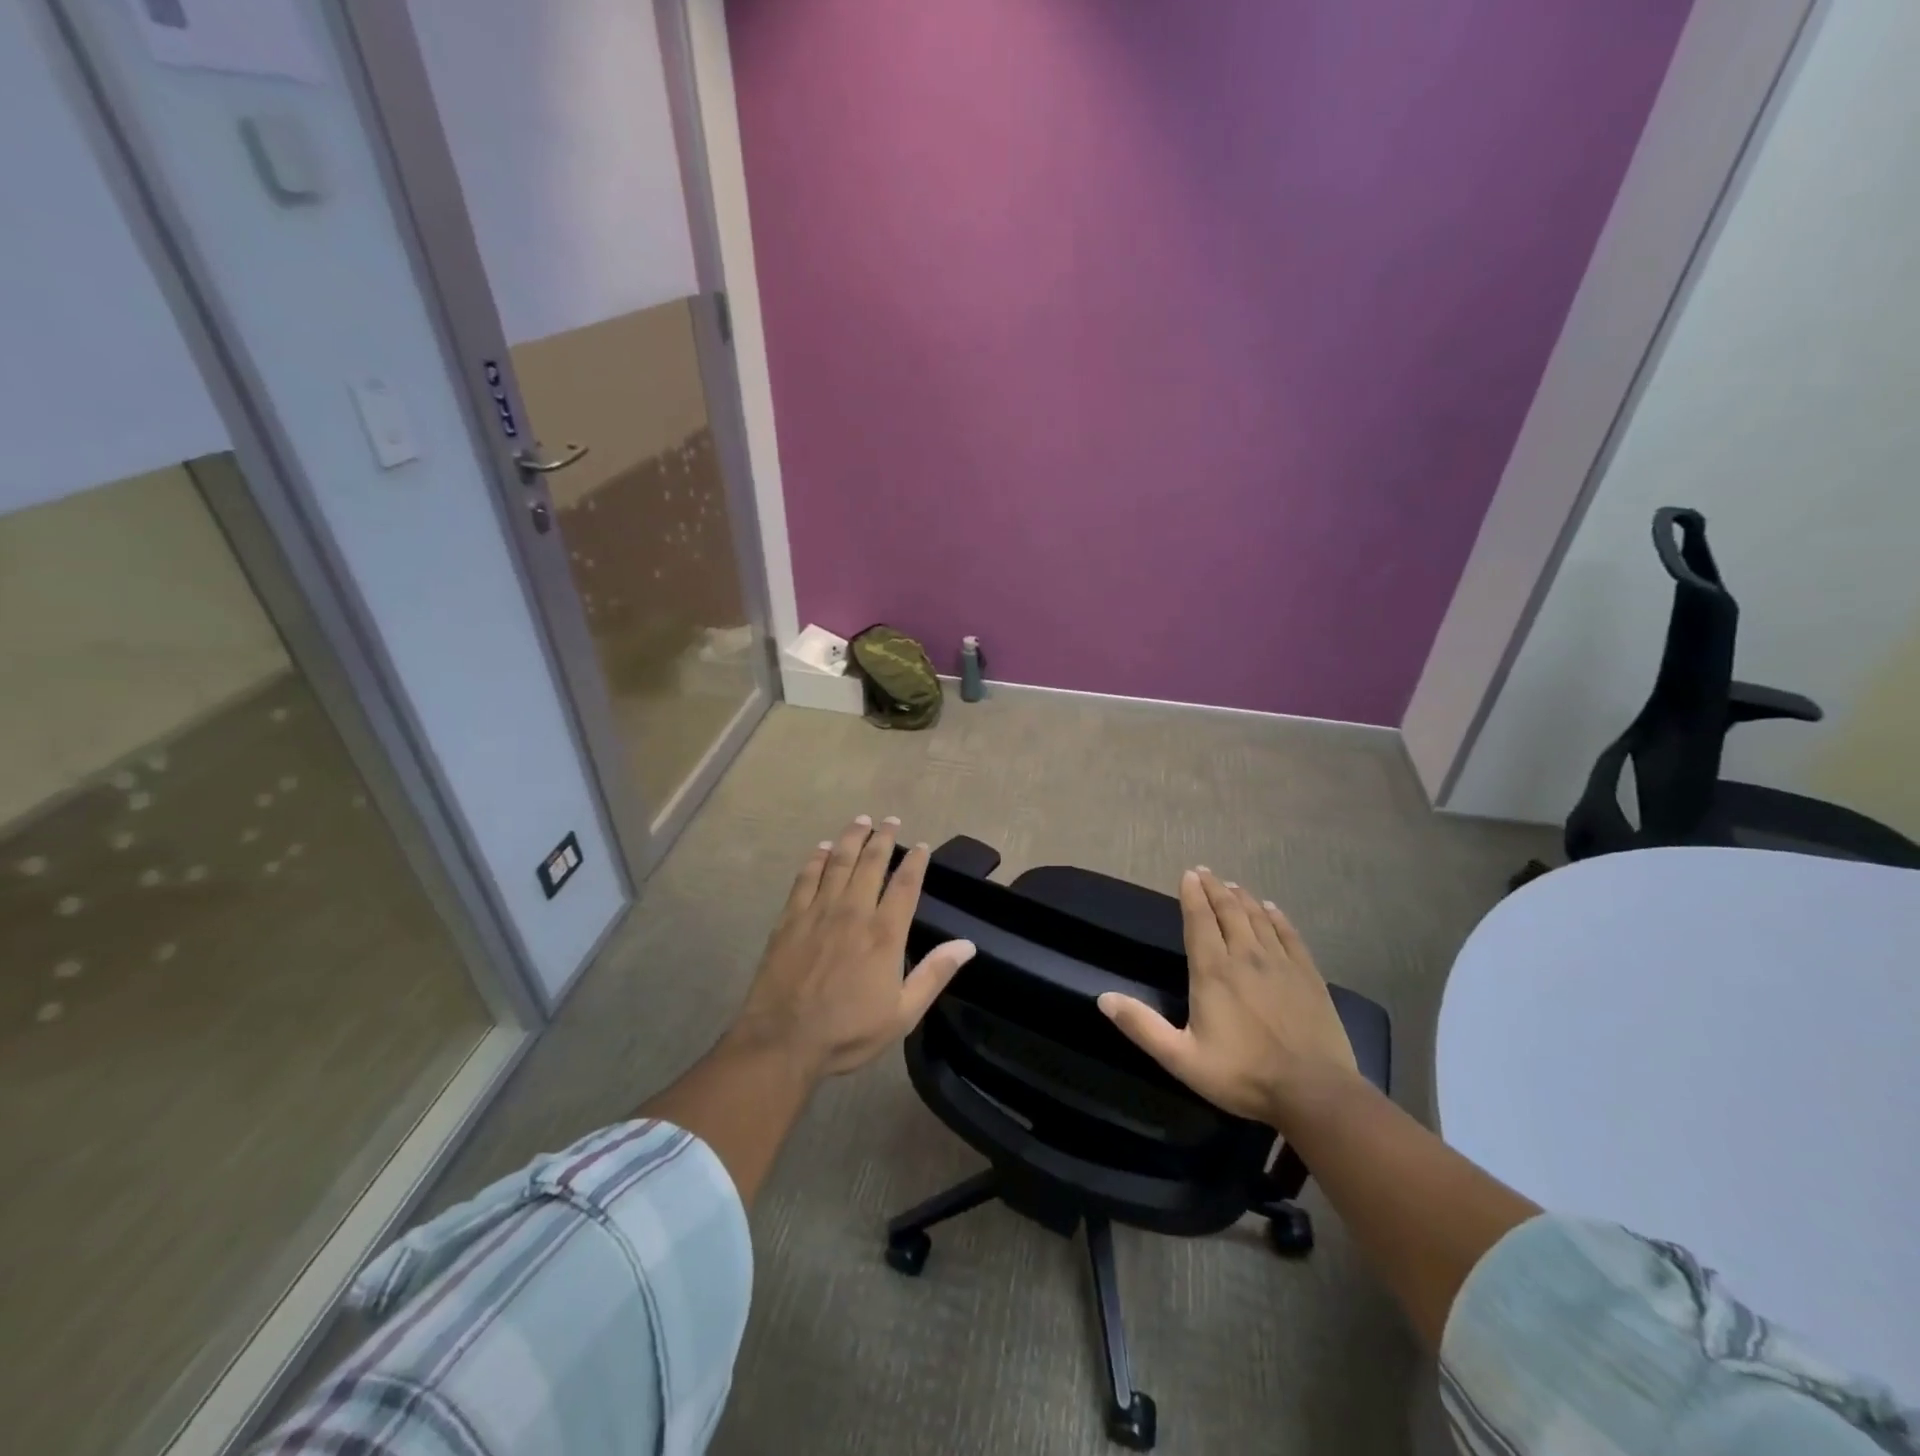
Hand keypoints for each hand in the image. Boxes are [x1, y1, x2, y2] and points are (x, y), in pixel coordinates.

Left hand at [734, 816, 975, 1078]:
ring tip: (861, 821)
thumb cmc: (848, 1031)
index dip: (915, 861)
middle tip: (891, 821)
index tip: (921, 845)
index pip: (905, 885)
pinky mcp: (790, 919)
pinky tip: (822, 849)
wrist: (782, 1041)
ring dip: (851, 838)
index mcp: (884, 934)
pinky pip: (806, 878)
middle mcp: (853, 912)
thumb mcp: (902, 1014)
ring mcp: (818, 912)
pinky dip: (816, 859)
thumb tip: (967, 945)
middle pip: (870, 863)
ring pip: (838, 862)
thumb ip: (934, 975)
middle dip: (883, 838)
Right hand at [1098, 868, 1358, 1129]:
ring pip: (1258, 918)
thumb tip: (1103, 998)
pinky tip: (1271, 909)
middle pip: (1228, 911)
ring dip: (1242, 898)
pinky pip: (1289, 935)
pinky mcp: (1308, 975)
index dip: (1192, 895)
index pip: (1199, 921)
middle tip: (1205, 872)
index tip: (1188, 875)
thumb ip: (1142, 1026)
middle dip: (1214, 889)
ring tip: (1232, 886)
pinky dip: (1277, 917)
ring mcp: (1281, 963)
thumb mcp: (1181, 1058)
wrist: (1314, 1092)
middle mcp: (1245, 957)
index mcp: (1213, 971)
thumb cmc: (1242, 1075)